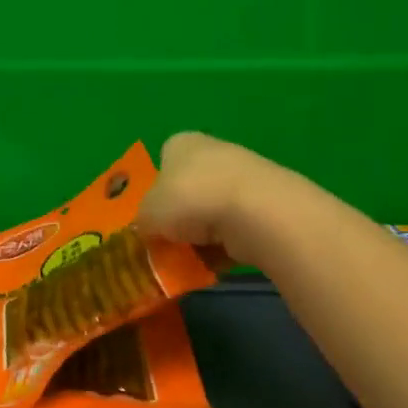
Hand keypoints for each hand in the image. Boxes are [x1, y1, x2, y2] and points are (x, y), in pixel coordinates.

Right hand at [137, 131, 278, 267]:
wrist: (255, 213)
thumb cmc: (189, 200)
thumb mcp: (147, 213)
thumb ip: (142, 221)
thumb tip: (147, 230)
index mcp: (181, 144)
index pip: (163, 161)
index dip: (154, 190)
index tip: (151, 217)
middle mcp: (213, 153)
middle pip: (187, 189)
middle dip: (178, 217)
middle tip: (166, 243)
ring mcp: (243, 178)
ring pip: (211, 212)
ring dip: (200, 236)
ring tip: (189, 259)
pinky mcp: (265, 205)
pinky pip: (234, 230)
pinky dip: (223, 247)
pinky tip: (214, 264)